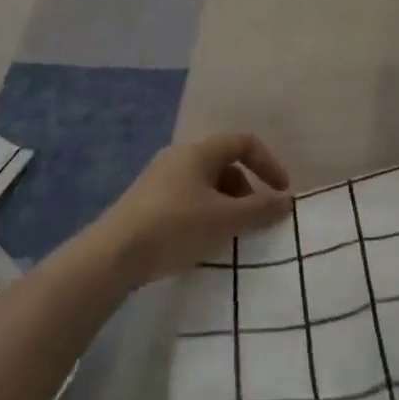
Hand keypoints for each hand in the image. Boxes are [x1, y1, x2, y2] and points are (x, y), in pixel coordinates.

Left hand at [96, 134, 292, 284]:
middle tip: (254, 217)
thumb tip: (287, 201)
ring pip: (205, 183)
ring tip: (229, 233)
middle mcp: (179, 157)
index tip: (281, 192)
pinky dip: (204, 213)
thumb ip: (261, 210)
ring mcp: (158, 179)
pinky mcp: (145, 202)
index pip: (244, 142)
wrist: (111, 256)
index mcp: (199, 151)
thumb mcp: (225, 220)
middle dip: (246, 189)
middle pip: (225, 163)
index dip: (269, 163)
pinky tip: (201, 241)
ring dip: (226, 203)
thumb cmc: (175, 227)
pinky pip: (186, 198)